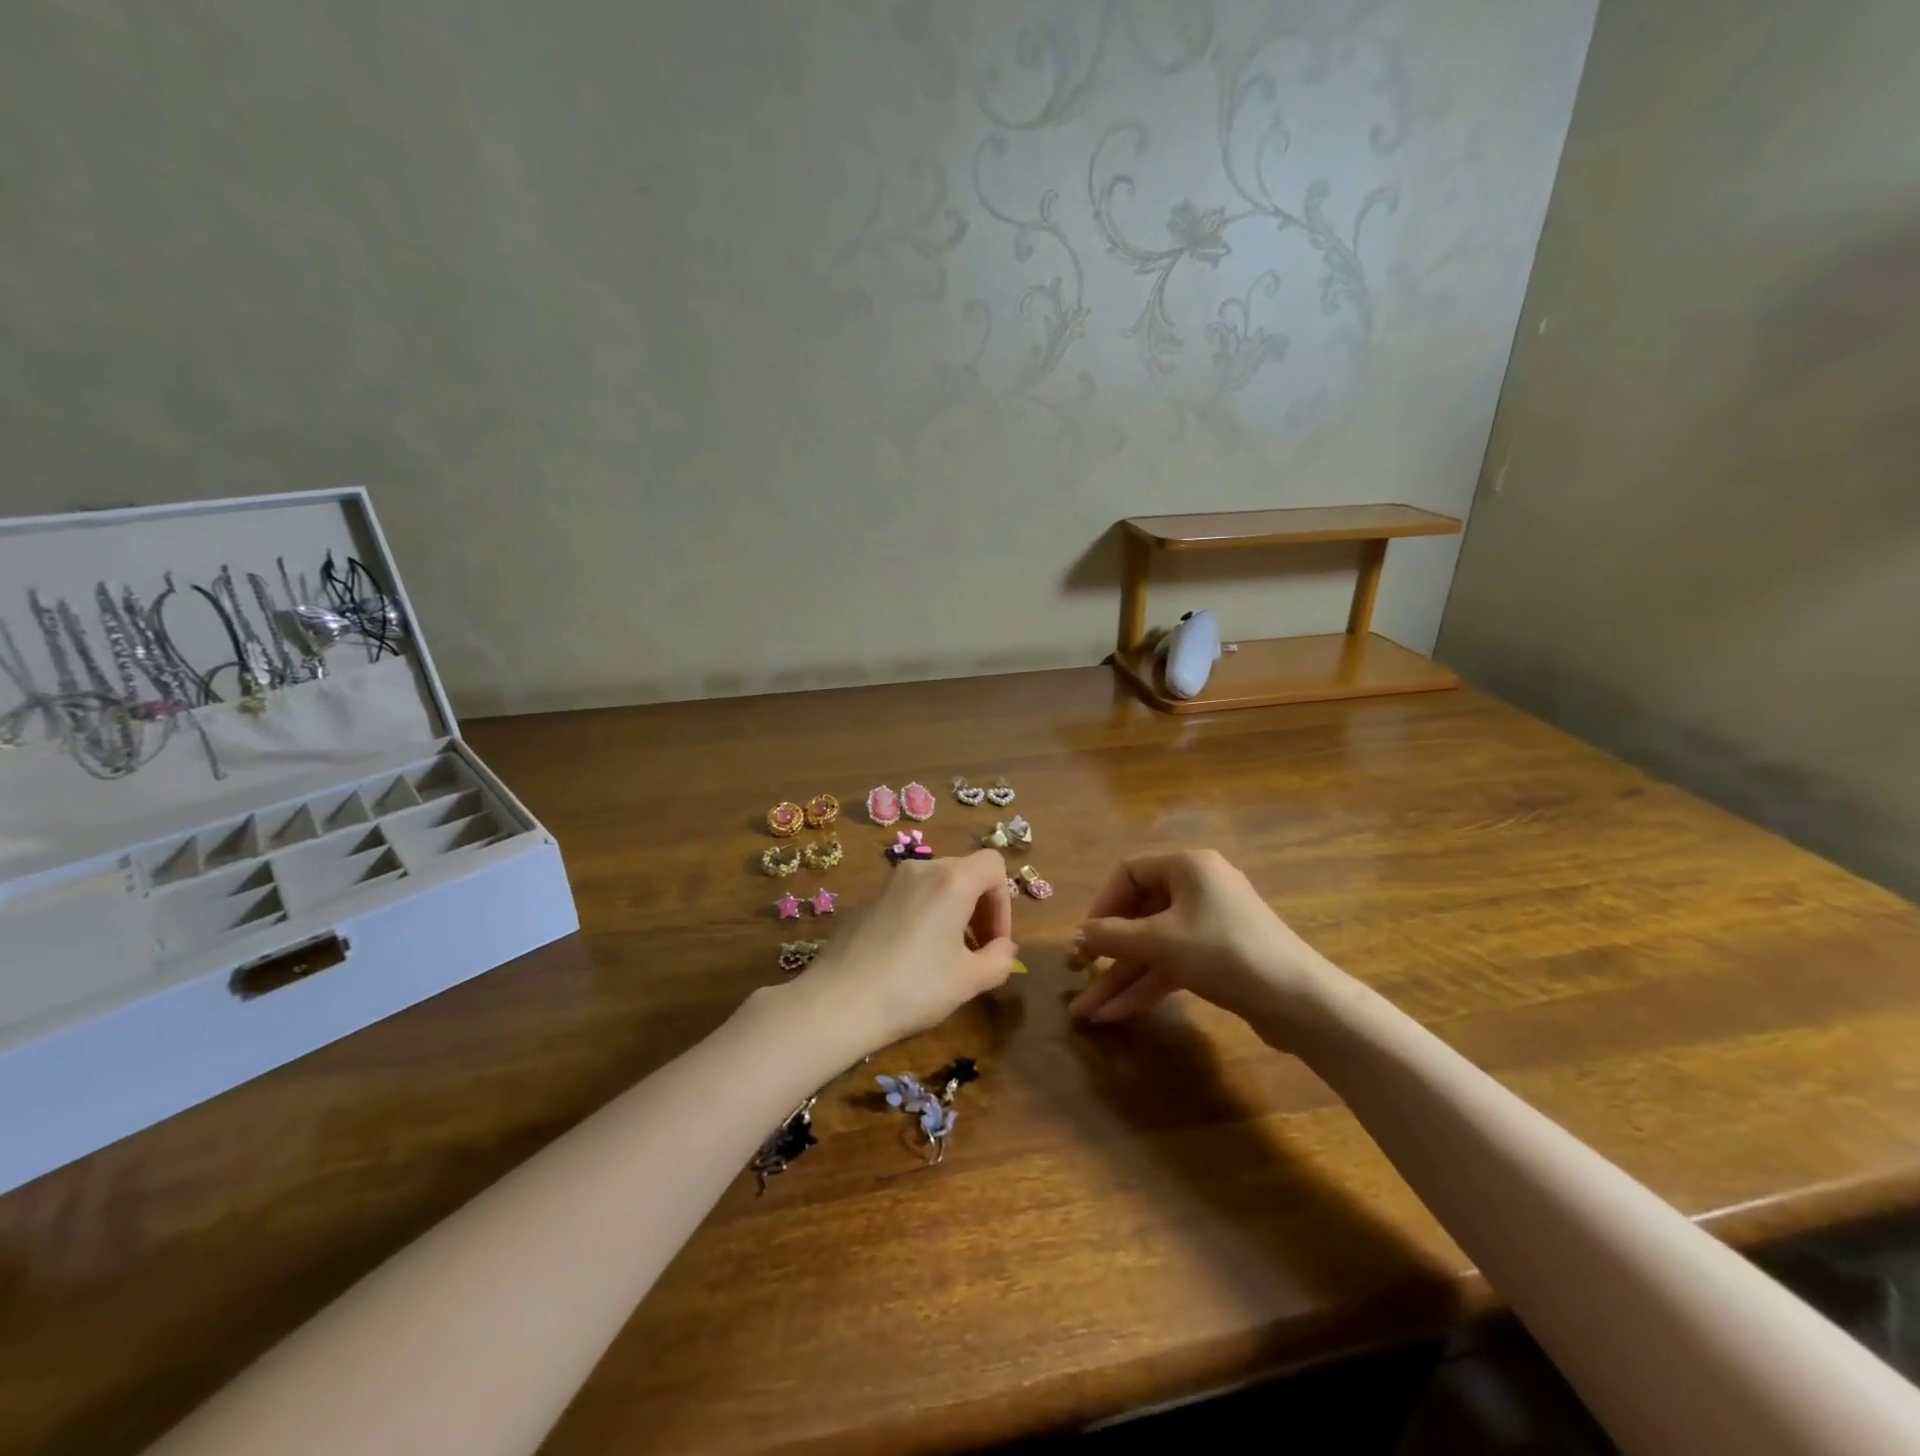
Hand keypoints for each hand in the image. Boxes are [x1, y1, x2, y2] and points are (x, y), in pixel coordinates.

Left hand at [799, 849, 1018, 1052]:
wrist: (838, 1002)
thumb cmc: (914, 988)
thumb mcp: (969, 981)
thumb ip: (999, 960)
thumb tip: (1004, 949)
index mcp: (952, 880)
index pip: (993, 865)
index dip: (1004, 902)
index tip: (995, 942)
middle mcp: (921, 869)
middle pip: (965, 872)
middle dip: (980, 908)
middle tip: (977, 951)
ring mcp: (890, 882)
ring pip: (936, 884)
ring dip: (952, 912)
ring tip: (946, 956)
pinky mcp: (868, 899)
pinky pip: (909, 896)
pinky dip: (924, 915)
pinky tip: (911, 957)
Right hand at [1067, 849, 1337, 1039]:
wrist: (1299, 1002)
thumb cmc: (1224, 954)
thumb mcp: (1160, 943)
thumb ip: (1112, 937)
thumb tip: (1076, 936)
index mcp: (1187, 866)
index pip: (1129, 874)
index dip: (1101, 906)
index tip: (1084, 939)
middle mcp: (1197, 888)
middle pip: (1139, 915)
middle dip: (1107, 953)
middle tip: (1078, 975)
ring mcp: (1209, 924)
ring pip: (1153, 946)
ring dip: (1122, 977)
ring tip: (1088, 1012)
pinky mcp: (1218, 956)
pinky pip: (1172, 963)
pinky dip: (1148, 985)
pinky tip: (1118, 1013)